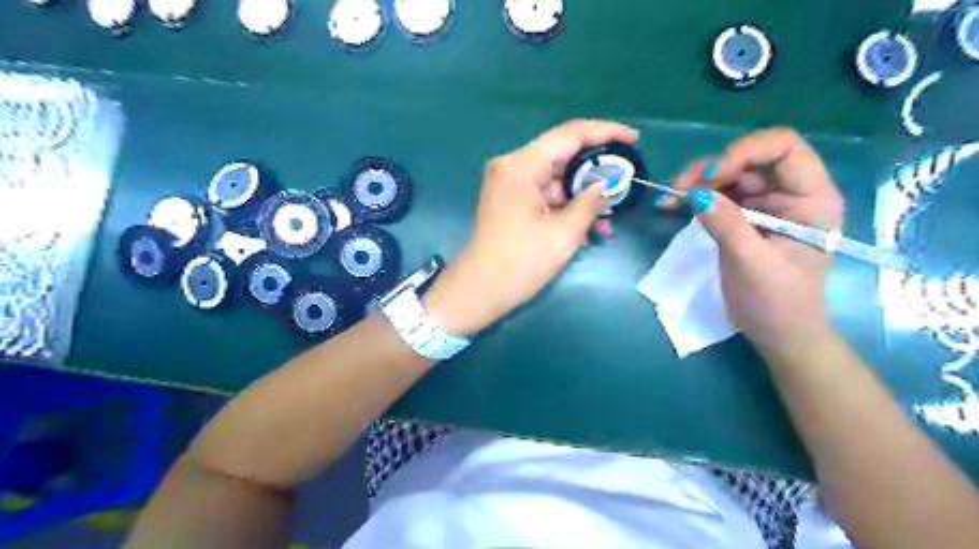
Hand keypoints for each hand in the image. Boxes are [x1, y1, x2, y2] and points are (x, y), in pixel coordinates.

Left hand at [422, 119, 639, 335]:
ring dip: (582, 196)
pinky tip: (586, 228)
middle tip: (624, 185)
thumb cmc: (520, 263)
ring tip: (608, 220)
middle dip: (595, 172)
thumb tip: (606, 185)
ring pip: (556, 179)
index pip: (569, 134)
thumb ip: (590, 202)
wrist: (478, 291)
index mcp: (521, 166)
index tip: (634, 140)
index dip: (605, 132)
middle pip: (562, 156)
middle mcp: (512, 167)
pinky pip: (545, 194)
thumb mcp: (563, 234)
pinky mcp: (510, 200)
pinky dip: (565, 207)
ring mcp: (509, 184)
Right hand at [669, 127, 844, 355]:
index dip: (745, 152)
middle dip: (714, 168)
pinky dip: (697, 197)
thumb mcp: (751, 264)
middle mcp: (792, 194)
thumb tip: (696, 194)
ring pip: (732, 175)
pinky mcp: (747, 218)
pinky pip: (721, 195)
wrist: (778, 334)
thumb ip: (727, 225)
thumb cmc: (776, 303)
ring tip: (672, 196)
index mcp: (812, 199)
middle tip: (679, 187)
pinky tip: (676, 204)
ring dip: (700, 181)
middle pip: (752, 159)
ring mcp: (768, 205)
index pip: (784, 149)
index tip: (711, 177)